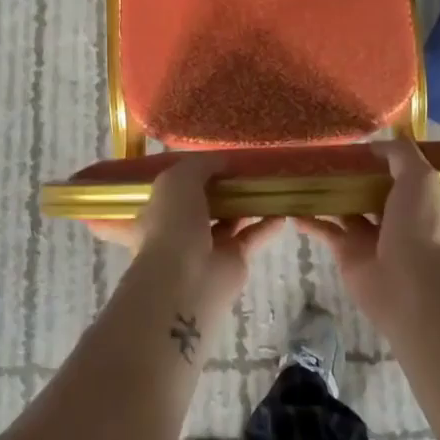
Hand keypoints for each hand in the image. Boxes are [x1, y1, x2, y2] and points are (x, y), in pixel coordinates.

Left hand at [85, 158, 284, 315]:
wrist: (185, 279)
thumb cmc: (172, 223)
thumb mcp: (178, 179)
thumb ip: (201, 165)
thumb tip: (224, 160)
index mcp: (156, 211)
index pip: (173, 190)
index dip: (192, 174)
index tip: (214, 160)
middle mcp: (179, 230)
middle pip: (204, 204)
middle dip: (223, 188)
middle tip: (246, 169)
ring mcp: (207, 247)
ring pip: (229, 220)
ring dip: (246, 204)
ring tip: (267, 183)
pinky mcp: (232, 261)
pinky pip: (251, 237)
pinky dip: (266, 225)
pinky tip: (282, 211)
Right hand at [296, 139, 439, 324]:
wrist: (410, 284)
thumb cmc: (419, 225)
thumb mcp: (420, 178)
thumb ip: (400, 155)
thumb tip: (374, 145)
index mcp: (416, 199)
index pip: (396, 172)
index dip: (377, 158)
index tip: (352, 141)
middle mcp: (394, 217)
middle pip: (367, 189)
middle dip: (348, 174)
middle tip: (320, 155)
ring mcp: (369, 236)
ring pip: (344, 207)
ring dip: (326, 194)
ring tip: (301, 174)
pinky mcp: (347, 252)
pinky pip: (325, 230)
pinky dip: (309, 220)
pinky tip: (291, 207)